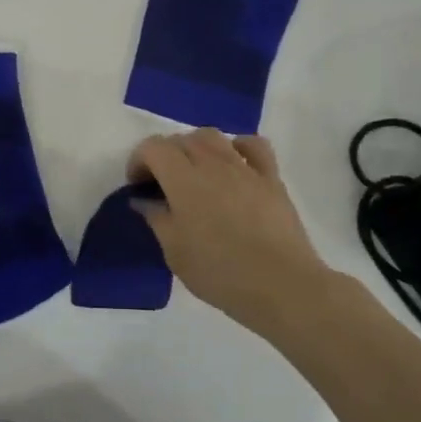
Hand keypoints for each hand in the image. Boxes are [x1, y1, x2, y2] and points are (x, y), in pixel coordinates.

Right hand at [128, 129, 336, 338]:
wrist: (282, 286)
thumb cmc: (220, 273)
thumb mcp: (175, 252)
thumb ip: (156, 219)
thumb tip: (144, 200)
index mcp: (183, 180)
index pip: (153, 147)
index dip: (139, 160)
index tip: (138, 186)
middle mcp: (211, 163)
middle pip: (181, 139)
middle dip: (165, 155)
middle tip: (163, 184)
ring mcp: (244, 168)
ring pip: (213, 136)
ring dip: (196, 147)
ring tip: (195, 172)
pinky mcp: (271, 178)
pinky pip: (253, 145)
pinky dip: (238, 147)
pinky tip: (234, 165)